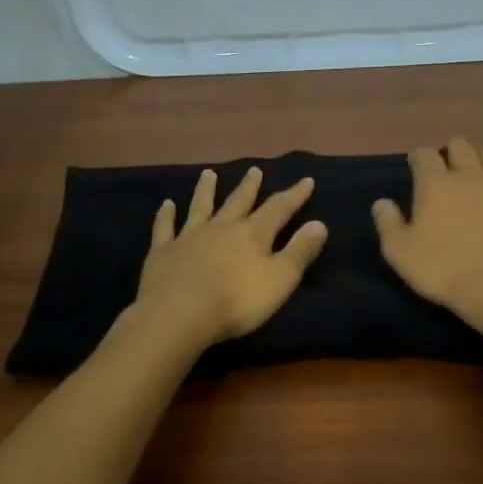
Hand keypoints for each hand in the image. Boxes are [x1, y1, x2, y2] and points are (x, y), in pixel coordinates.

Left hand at [133, 167, 327, 348]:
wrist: (179, 314)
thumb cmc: (236, 301)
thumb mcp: (280, 279)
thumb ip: (299, 251)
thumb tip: (319, 224)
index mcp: (252, 235)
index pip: (278, 209)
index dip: (294, 195)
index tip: (306, 180)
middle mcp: (221, 228)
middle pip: (238, 202)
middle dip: (249, 187)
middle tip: (254, 170)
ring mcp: (188, 237)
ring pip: (200, 207)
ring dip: (205, 190)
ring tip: (208, 173)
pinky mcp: (163, 252)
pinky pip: (165, 228)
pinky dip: (166, 215)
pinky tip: (166, 204)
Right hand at [373, 137, 482, 323]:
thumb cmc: (443, 268)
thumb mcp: (399, 251)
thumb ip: (388, 223)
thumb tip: (382, 203)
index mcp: (435, 183)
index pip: (424, 155)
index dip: (418, 157)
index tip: (415, 164)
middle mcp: (469, 175)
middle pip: (461, 147)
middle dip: (451, 151)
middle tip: (447, 164)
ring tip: (478, 167)